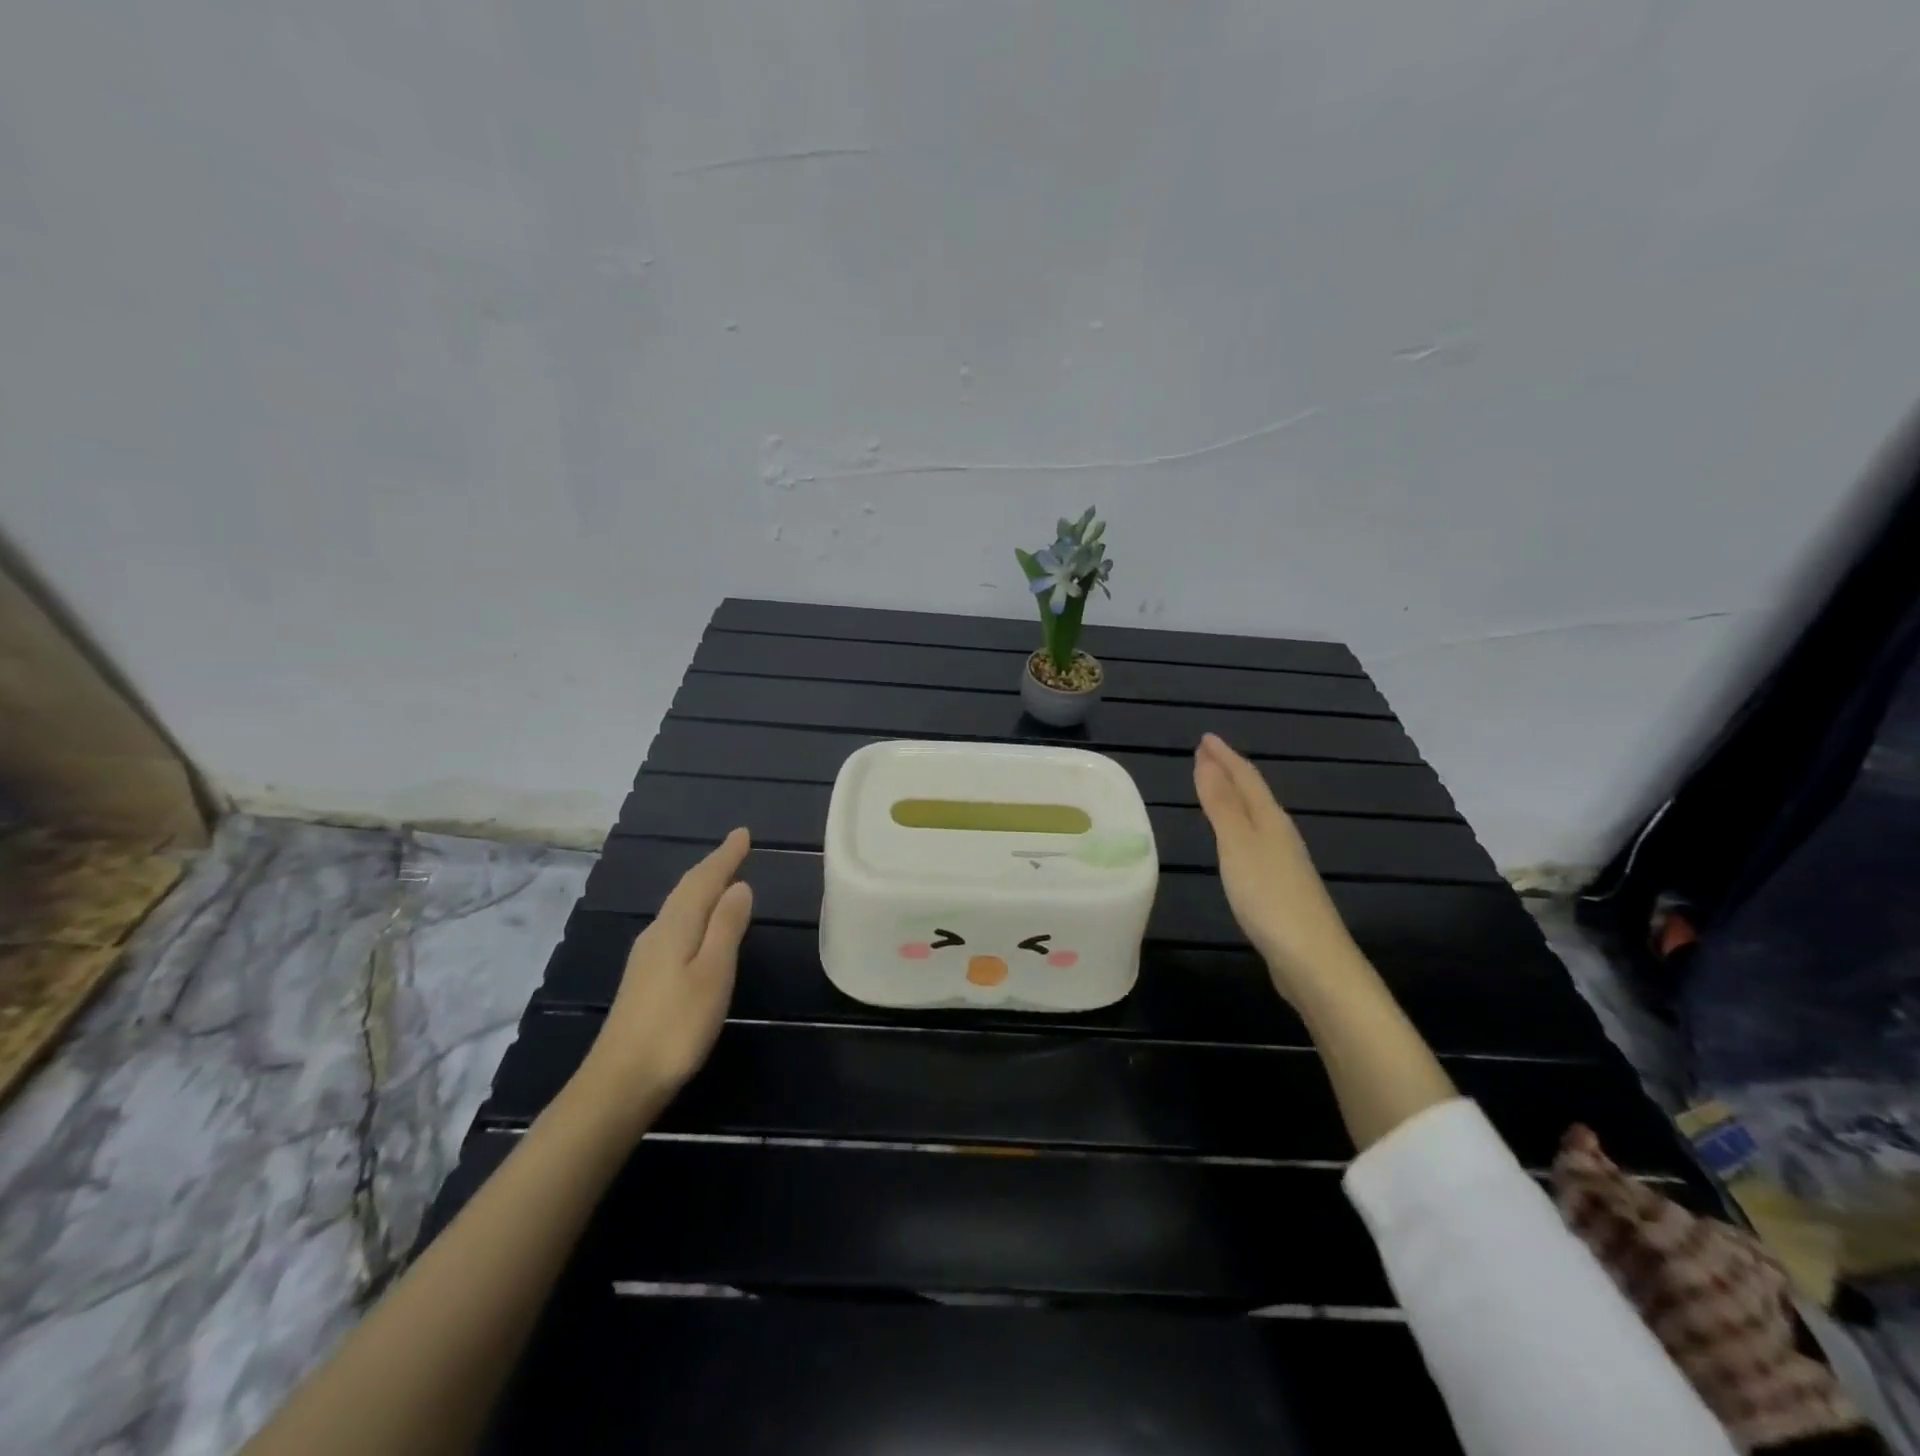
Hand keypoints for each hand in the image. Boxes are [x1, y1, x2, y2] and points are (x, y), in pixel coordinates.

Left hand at [577, 829, 753, 1121]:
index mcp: (676, 928)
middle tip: (736, 850)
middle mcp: (657, 934)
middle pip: (687, 891)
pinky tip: (698, 926)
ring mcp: (646, 958)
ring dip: (702, 889)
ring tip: (723, 879)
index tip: (743, 834)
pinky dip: (693, 913)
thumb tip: (739, 886)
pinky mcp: (644, 980)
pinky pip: (675, 927)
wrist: (620, 1083)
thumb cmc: (676, 1027)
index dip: (725, 857)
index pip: (703, 881)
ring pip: (679, 909)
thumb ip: (726, 927)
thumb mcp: (713, 973)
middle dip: (713, 868)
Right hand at [1193, 733, 1367, 1001]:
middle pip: (1254, 794)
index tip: (1205, 738)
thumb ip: (1221, 804)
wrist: (1312, 959)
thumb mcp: (1237, 845)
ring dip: (1235, 799)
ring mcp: (1284, 862)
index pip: (1246, 778)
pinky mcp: (1281, 888)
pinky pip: (1255, 842)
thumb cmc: (1269, 896)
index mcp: (1270, 820)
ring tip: (1216, 789)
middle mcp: (1280, 834)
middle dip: (1230, 772)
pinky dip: (1239, 828)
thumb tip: (1206, 760)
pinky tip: (1235, 841)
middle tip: (1206, 756)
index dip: (1225, 757)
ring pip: (1257, 818)